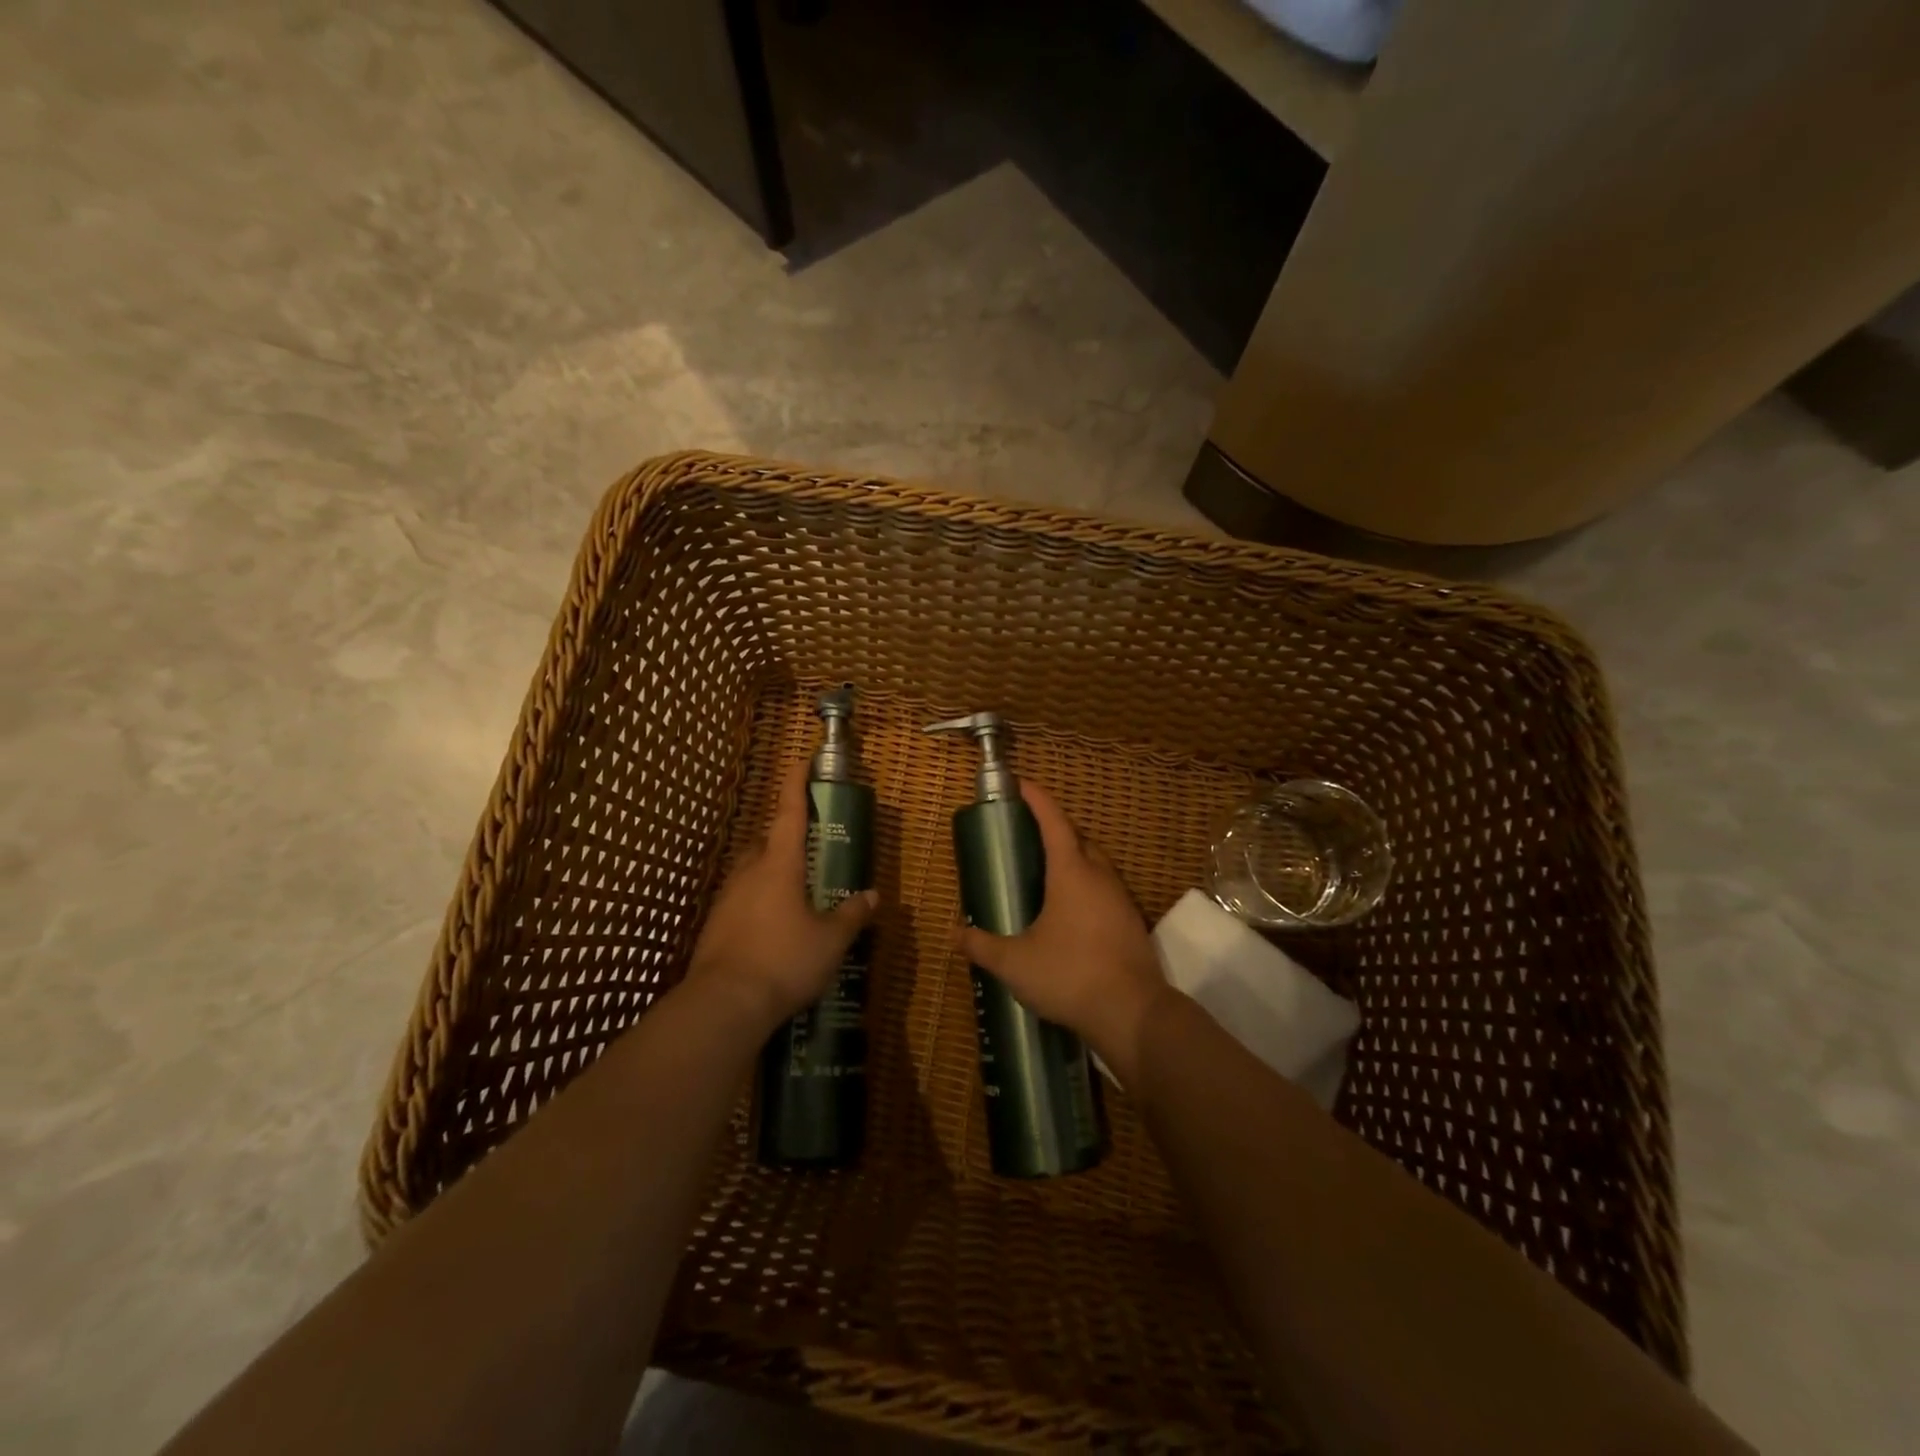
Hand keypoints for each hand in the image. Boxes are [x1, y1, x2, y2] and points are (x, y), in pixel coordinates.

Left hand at [687, 759, 879, 1031]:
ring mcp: (727, 899)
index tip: (800, 760)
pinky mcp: (715, 925)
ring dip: (771, 870)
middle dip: (785, 836)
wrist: (723, 1005)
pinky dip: (759, 900)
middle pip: (767, 841)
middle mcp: (749, 873)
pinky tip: (772, 925)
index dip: (796, 784)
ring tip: (795, 891)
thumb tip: (871, 896)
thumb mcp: (829, 941)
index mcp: (779, 865)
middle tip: (809, 847)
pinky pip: (741, 899)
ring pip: (751, 871)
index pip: (788, 813)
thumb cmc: (783, 961)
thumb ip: (851, 915)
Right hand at [957, 779, 1172, 1086]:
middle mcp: (1100, 876)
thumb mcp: (1014, 962)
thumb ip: (982, 945)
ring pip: (1095, 864)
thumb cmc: (1069, 975)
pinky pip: (1105, 889)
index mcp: (1071, 873)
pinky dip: (1086, 886)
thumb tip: (955, 933)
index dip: (1037, 799)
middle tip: (1028, 834)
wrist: (1132, 1013)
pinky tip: (1070, 912)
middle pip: (1078, 839)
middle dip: (1055, 828)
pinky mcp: (1131, 923)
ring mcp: (1120, 899)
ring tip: (1046, 873)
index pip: (1053, 822)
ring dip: (1073, 858)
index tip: (1022, 784)